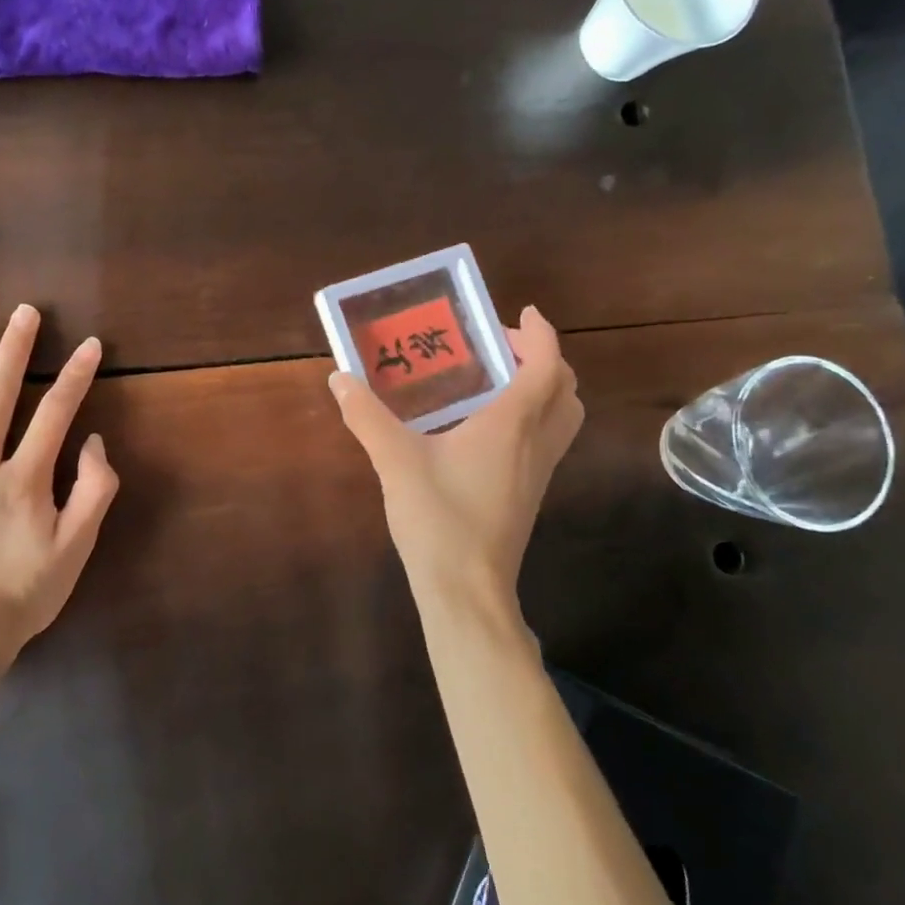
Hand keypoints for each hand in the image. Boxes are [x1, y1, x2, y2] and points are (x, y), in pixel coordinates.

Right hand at [330, 306, 582, 614]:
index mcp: (512, 424)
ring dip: (544, 388)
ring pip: (562, 417)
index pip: (545, 366)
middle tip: (502, 348)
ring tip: (497, 381)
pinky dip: (533, 416)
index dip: (540, 334)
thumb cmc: (439, 519)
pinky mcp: (530, 493)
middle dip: (544, 358)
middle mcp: (535, 442)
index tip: (523, 314)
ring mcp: (538, 471)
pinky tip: (486, 426)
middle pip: (565, 389)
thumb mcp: (395, 461)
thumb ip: (367, 417)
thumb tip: (340, 380)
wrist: (467, 590)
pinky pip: (547, 439)